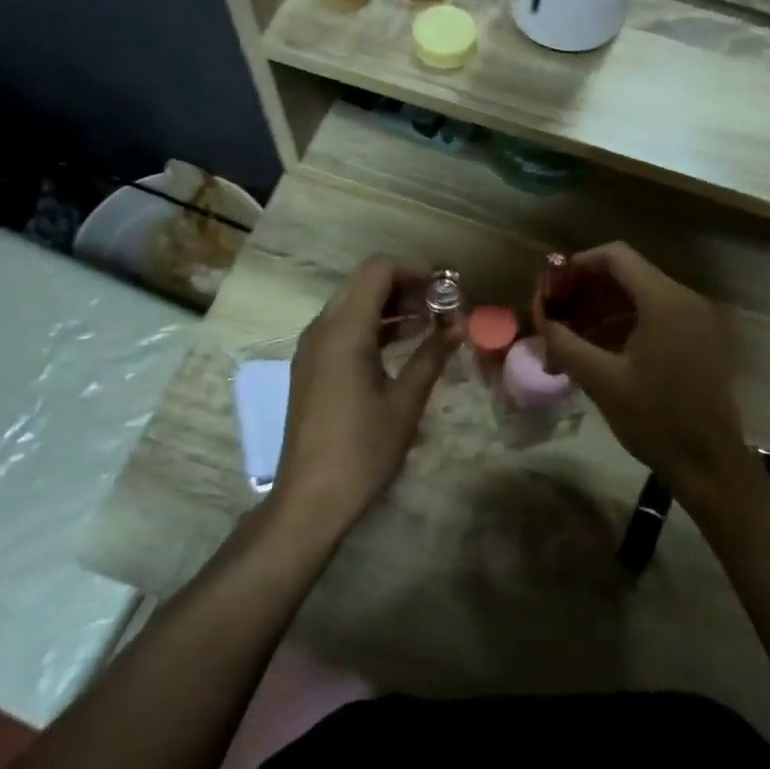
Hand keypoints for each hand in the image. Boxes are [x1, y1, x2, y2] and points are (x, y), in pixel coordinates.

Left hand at [273, 256, 456, 531]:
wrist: (310, 498)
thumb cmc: (363, 449)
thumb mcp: (406, 402)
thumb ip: (432, 356)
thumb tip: (459, 327)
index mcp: (344, 330)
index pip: (378, 270)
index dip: (415, 271)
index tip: (446, 290)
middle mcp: (322, 328)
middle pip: (364, 283)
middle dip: (405, 287)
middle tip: (442, 307)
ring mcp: (312, 348)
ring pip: (352, 305)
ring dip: (390, 307)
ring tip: (431, 325)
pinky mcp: (311, 367)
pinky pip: (343, 329)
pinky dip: (373, 327)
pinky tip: (403, 346)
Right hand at [536, 242, 750, 498]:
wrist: (710, 463)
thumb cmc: (655, 420)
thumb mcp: (601, 381)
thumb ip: (565, 342)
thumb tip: (540, 319)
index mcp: (665, 301)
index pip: (616, 257)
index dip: (578, 265)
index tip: (551, 288)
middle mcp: (686, 300)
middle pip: (628, 276)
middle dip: (586, 293)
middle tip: (554, 317)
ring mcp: (698, 320)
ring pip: (641, 299)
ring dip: (602, 312)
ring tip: (569, 341)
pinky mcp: (702, 341)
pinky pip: (658, 319)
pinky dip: (626, 327)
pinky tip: (598, 353)